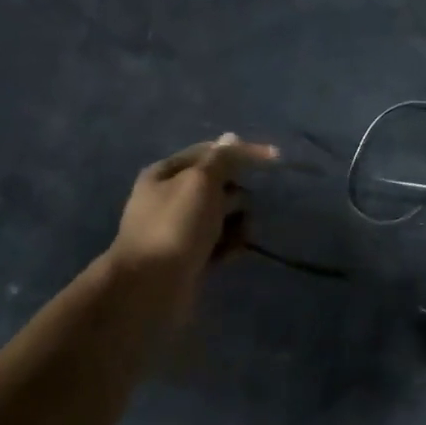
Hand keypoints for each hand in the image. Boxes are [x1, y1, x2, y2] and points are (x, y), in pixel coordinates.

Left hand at [107, 133, 277, 323]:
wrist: (150, 286)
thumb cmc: (175, 226)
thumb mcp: (200, 182)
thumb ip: (221, 160)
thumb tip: (232, 138)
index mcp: (167, 173)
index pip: (211, 152)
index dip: (242, 152)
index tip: (275, 158)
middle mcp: (171, 198)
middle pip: (219, 186)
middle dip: (237, 195)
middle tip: (234, 209)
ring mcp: (181, 229)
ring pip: (223, 216)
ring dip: (238, 223)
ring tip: (239, 236)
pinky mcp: (191, 256)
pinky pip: (220, 243)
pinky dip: (230, 245)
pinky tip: (233, 254)